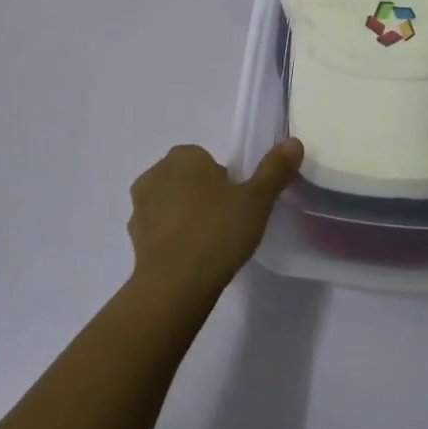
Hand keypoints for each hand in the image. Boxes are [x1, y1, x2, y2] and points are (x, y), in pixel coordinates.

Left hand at [127, 139, 302, 302]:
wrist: (175, 286)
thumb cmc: (217, 231)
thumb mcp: (257, 199)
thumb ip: (275, 169)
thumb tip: (294, 142)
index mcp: (183, 157)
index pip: (206, 160)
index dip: (223, 180)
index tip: (237, 203)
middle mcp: (155, 174)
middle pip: (186, 179)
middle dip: (202, 195)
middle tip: (226, 222)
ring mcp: (139, 208)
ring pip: (169, 204)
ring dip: (184, 217)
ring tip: (209, 244)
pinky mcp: (133, 240)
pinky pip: (158, 231)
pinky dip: (171, 240)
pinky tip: (191, 260)